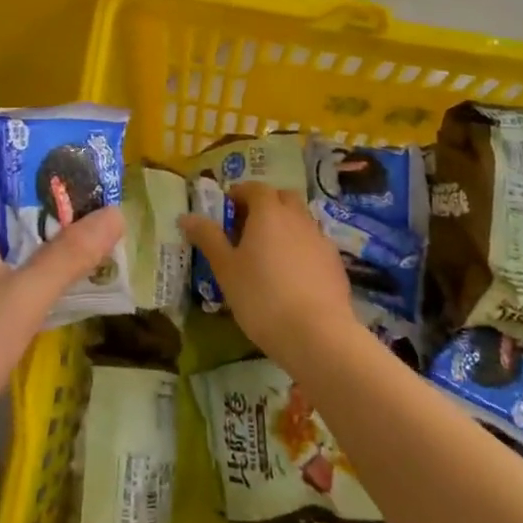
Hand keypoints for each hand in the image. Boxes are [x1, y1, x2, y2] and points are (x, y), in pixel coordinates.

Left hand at [0, 154, 123, 491]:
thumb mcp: (20, 300)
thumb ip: (67, 256)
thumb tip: (117, 210)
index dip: (22, 148)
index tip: (69, 147)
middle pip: (3, 198)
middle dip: (49, 190)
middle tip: (101, 188)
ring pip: (10, 237)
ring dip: (49, 230)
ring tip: (100, 225)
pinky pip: (10, 271)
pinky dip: (40, 265)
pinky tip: (75, 277)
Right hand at [180, 183, 354, 368]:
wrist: (316, 334)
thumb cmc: (261, 296)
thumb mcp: (225, 268)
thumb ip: (208, 238)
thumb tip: (186, 216)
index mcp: (268, 212)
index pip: (254, 188)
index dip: (239, 194)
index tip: (226, 211)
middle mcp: (297, 217)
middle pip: (282, 197)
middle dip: (266, 204)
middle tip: (247, 228)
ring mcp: (320, 239)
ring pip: (301, 219)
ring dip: (285, 225)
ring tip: (269, 254)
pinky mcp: (335, 263)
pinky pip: (314, 243)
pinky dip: (302, 248)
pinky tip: (292, 275)